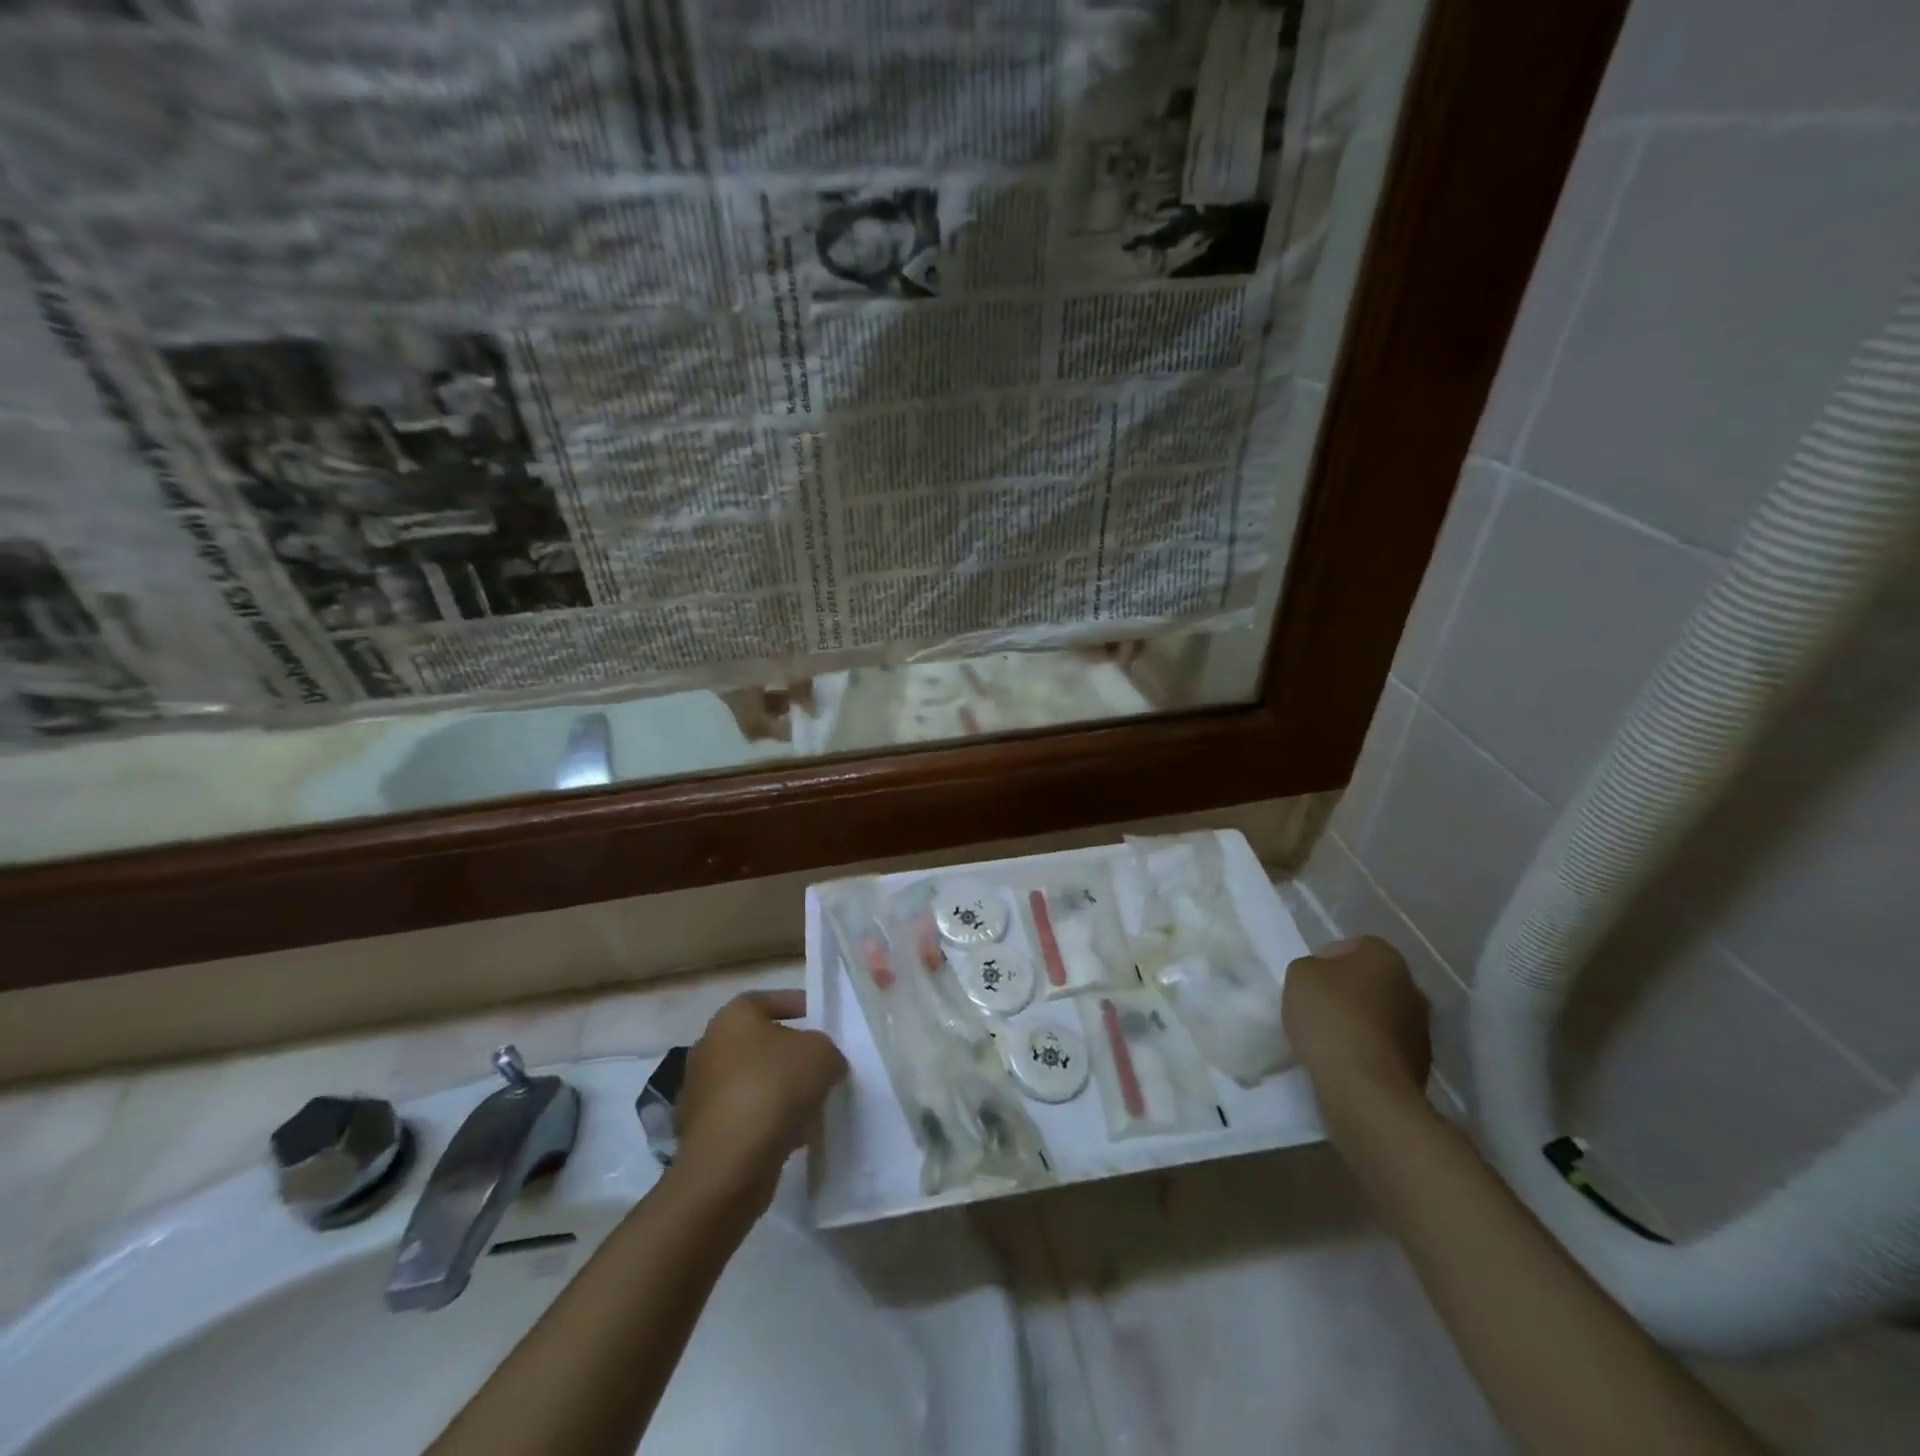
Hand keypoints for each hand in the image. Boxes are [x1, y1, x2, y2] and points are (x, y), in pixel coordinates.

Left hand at [673, 991, 847, 1213]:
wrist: (730, 1162)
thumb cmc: (776, 1087)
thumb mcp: (822, 1054)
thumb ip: (826, 1049)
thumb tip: (824, 1063)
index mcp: (732, 1016)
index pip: (769, 1000)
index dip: (799, 1006)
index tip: (821, 1021)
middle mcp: (708, 1046)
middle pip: (759, 1042)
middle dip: (789, 1054)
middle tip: (819, 1065)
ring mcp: (699, 1090)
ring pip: (751, 1080)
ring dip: (778, 1090)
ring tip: (811, 1105)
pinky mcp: (699, 1130)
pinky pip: (742, 1114)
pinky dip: (764, 1120)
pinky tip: (790, 1134)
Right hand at [1282, 936, 1431, 1104]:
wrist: (1366, 1089)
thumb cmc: (1331, 1018)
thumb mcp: (1299, 975)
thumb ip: (1311, 967)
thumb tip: (1325, 978)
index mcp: (1386, 958)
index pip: (1355, 946)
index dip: (1327, 960)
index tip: (1308, 981)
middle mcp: (1413, 988)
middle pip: (1371, 981)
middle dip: (1347, 991)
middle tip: (1317, 1007)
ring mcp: (1422, 1030)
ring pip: (1381, 1015)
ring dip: (1360, 1022)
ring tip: (1329, 1039)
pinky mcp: (1421, 1067)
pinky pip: (1385, 1047)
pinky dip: (1368, 1050)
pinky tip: (1345, 1062)